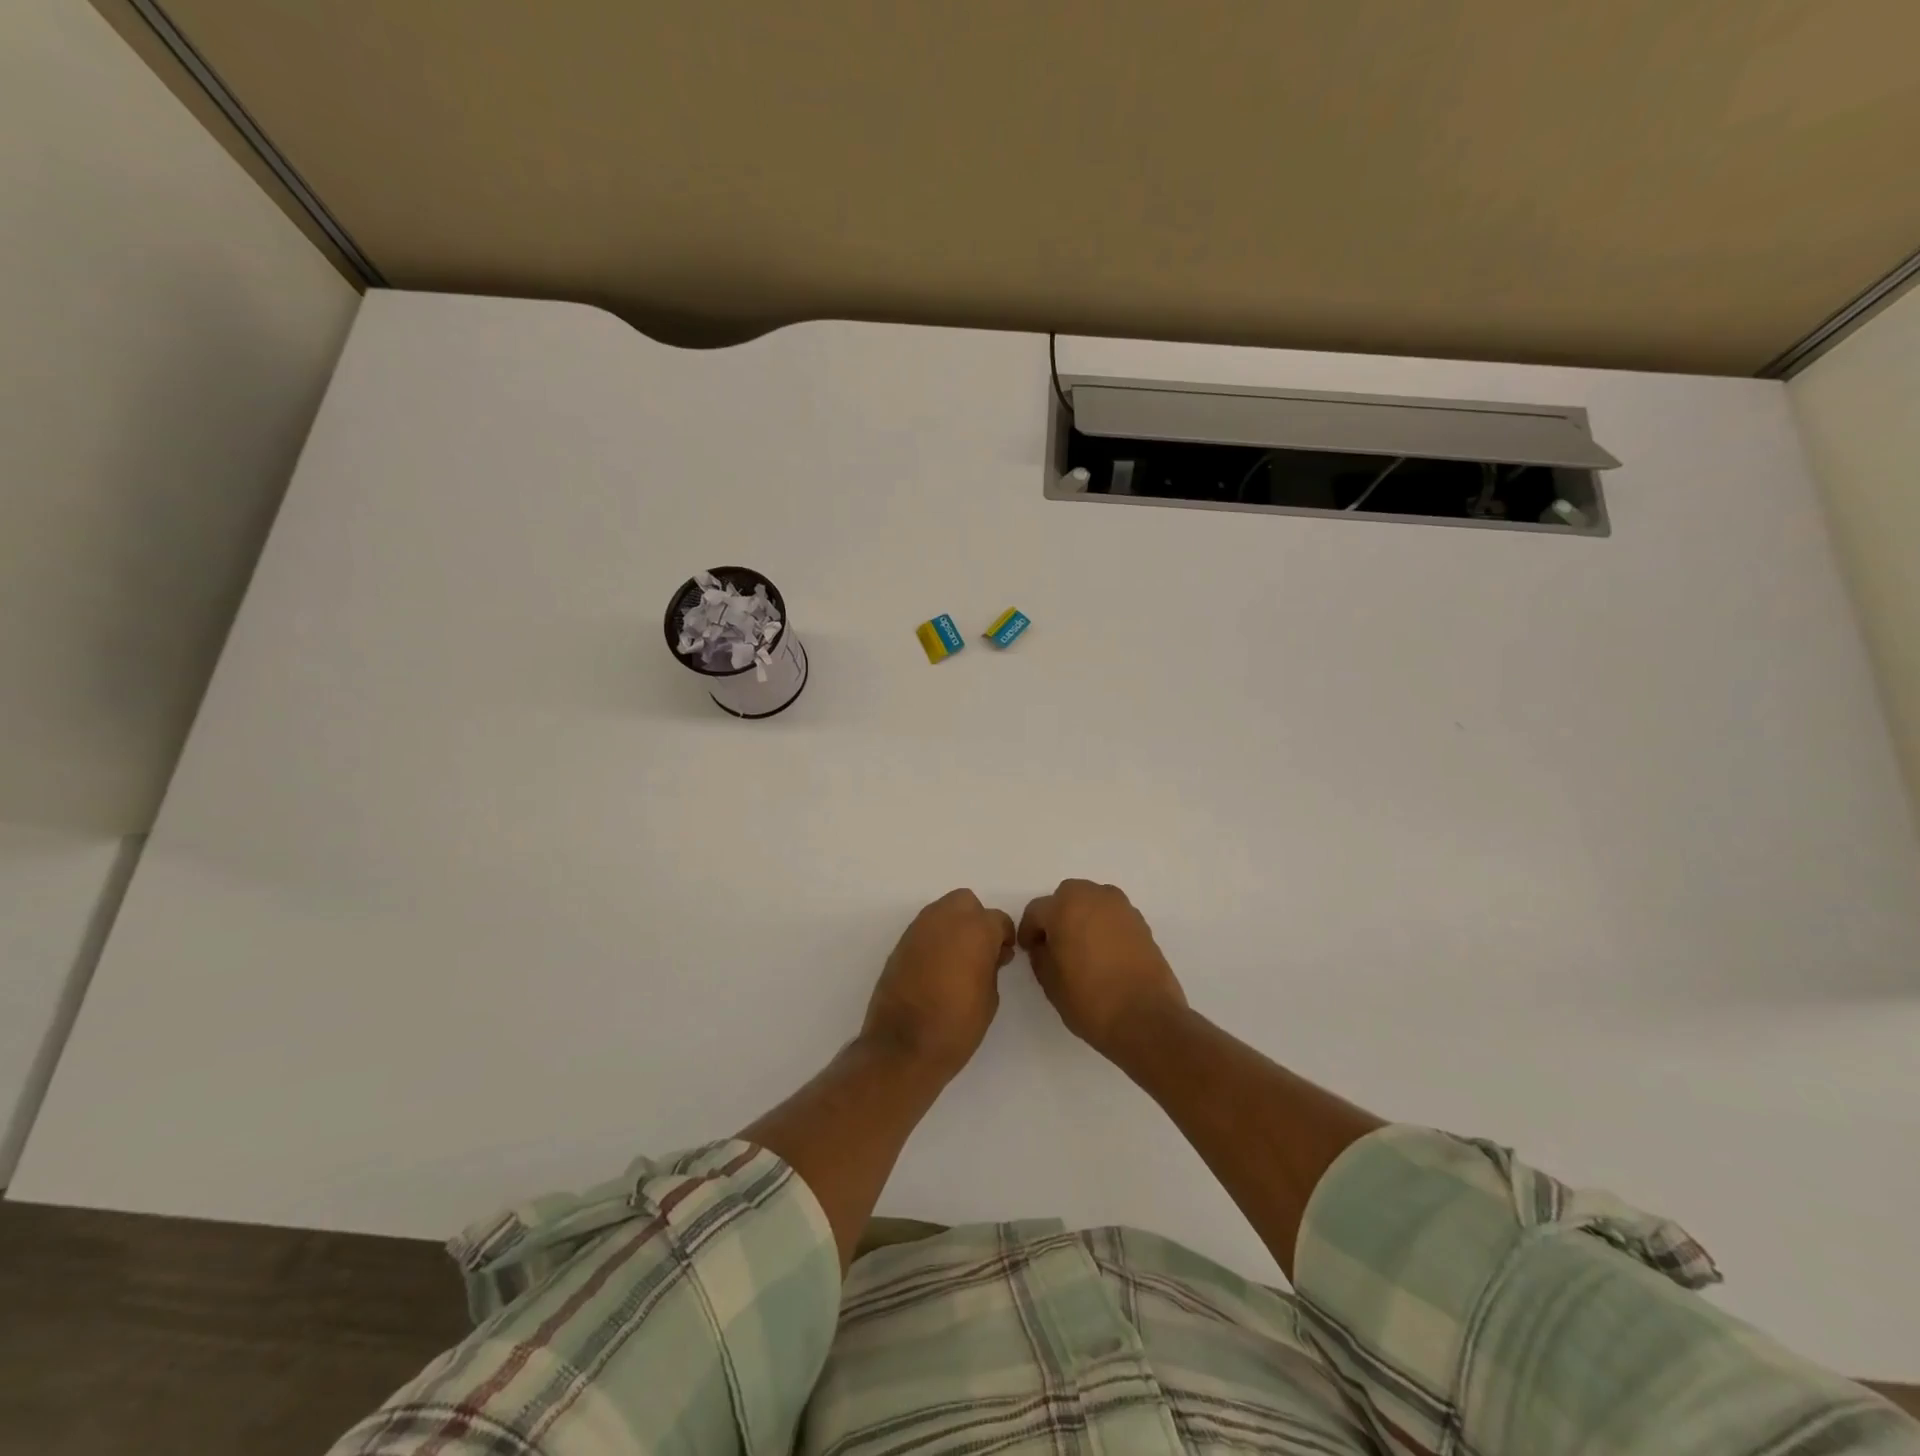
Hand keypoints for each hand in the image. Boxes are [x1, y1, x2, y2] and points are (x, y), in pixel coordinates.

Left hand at [862, 889, 1016, 1077]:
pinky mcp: (900, 943)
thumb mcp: (990, 997)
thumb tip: (989, 954)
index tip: (1003, 957)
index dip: (1004, 938)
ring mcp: (919, 929)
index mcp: (976, 930)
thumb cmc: (957, 1025)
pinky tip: (936, 967)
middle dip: (976, 920)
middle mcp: (945, 919)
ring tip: (957, 960)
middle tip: (980, 951)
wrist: (903, 1046)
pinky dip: (934, 940)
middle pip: (966, 903)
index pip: (998, 920)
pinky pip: (924, 930)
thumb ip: (991, 965)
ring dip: (953, 927)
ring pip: (942, 911)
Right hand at [1019, 880, 1186, 1057]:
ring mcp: (1122, 908)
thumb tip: (1045, 945)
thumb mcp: (1050, 982)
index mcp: (1065, 907)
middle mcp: (1094, 897)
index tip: (1030, 950)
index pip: (1037, 910)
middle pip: (1067, 897)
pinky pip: (1113, 916)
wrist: (1146, 1019)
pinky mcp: (1142, 923)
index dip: (1029, 931)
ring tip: (1082, 948)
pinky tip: (1105, 954)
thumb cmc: (1089, 1000)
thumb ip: (1041, 954)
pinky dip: (1105, 927)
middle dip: (1058, 915)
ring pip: (1093, 902)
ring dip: (1083, 917)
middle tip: (1056, 944)